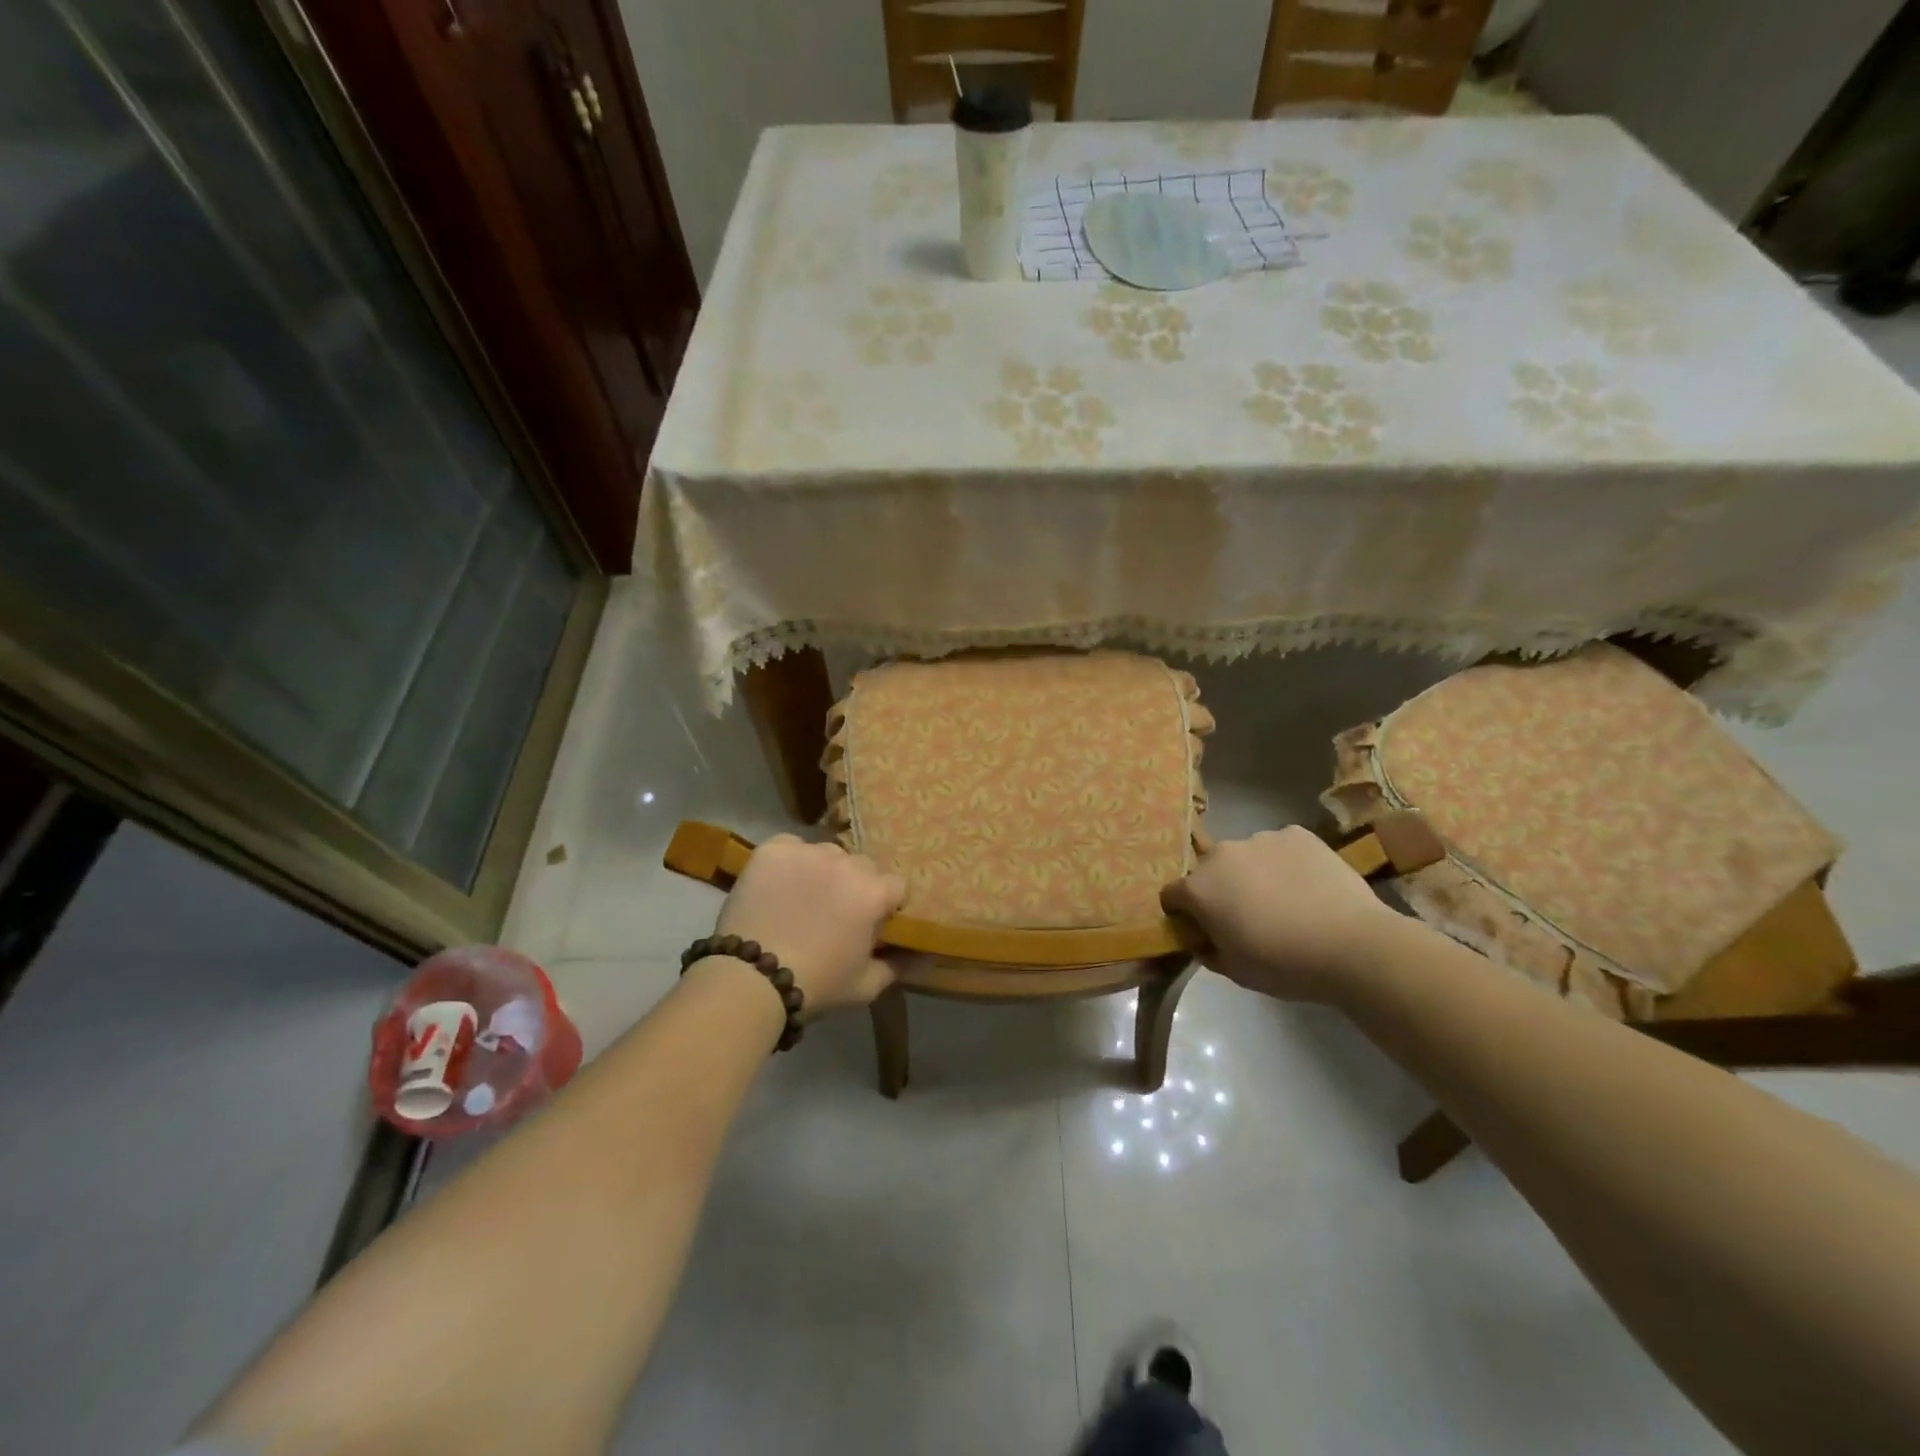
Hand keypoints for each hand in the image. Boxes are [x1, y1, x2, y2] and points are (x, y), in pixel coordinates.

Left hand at [712, 836, 905, 1015]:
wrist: (751, 980)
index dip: (885, 906)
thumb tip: (925, 958)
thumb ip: (899, 967)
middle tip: (834, 914)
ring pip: (827, 854)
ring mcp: (808, 852)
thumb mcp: (866, 986)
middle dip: (855, 886)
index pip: (895, 886)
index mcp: (874, 892)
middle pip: (862, 867)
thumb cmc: (817, 985)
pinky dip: (789, 861)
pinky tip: (779, 885)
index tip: (871, 924)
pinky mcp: (774, 849)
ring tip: (802, 899)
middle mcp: (846, 863)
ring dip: (823, 871)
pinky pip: (791, 846)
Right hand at [1161, 827, 1400, 1004]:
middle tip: (1247, 917)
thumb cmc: (1284, 964)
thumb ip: (1208, 950)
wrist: (1353, 945)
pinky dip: (1285, 863)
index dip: (1183, 914)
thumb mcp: (1235, 971)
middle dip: (1219, 890)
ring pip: (1245, 857)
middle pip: (1209, 871)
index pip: (1171, 895)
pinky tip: (1308, 887)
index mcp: (1199, 888)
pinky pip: (1280, 847)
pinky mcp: (1297, 833)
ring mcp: (1261, 838)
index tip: (1203, 930)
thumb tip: (1204, 940)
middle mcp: (1222, 854)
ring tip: (1285, 901)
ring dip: (1252, 874)